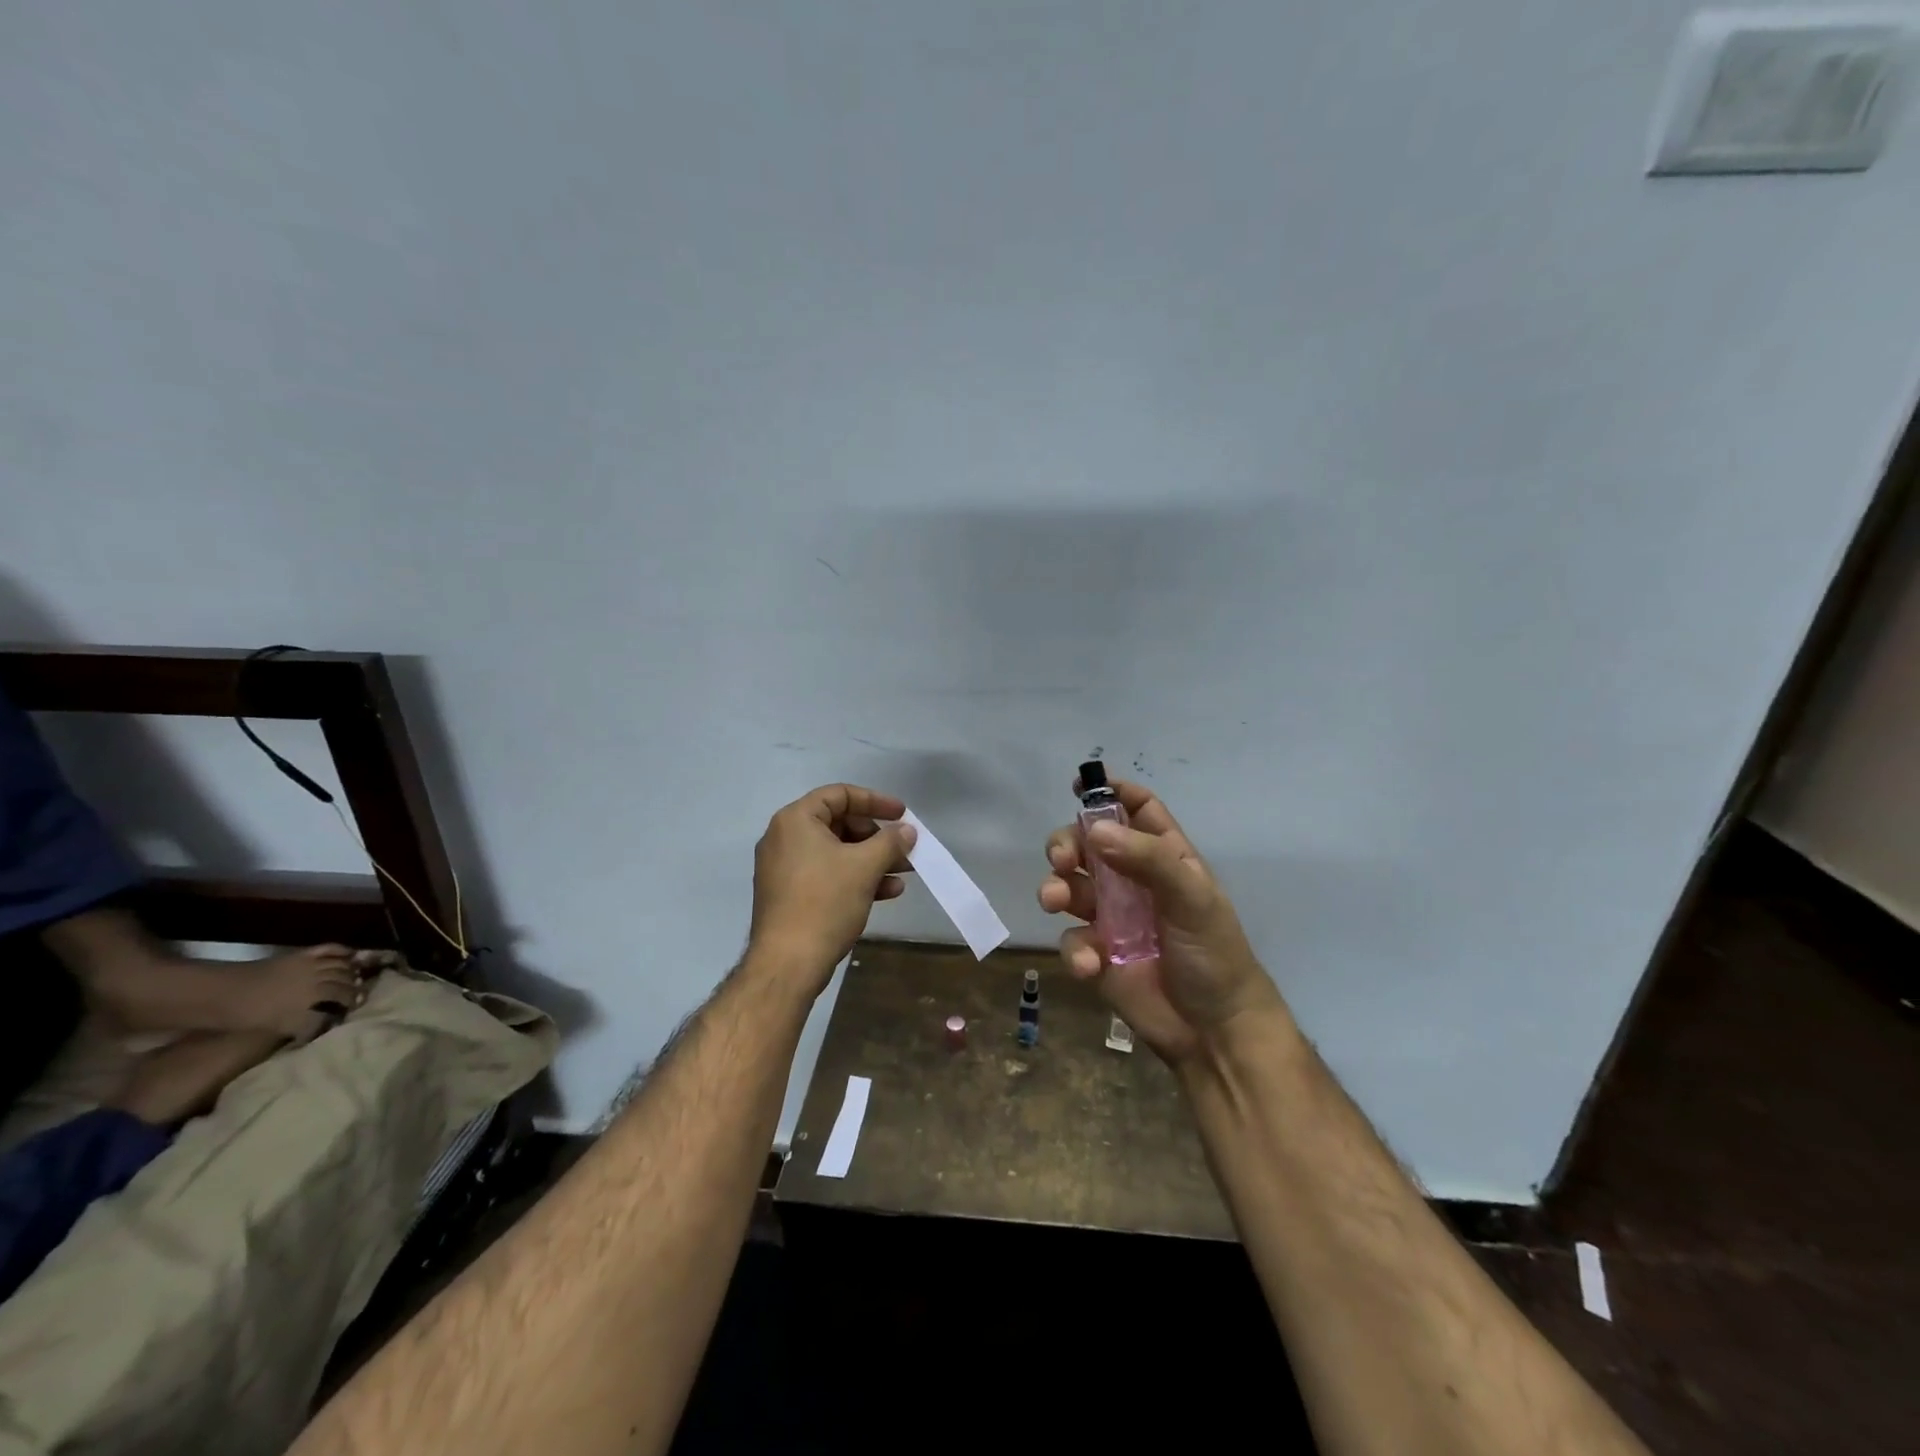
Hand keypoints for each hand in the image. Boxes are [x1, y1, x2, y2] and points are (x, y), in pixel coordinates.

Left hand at [237, 944, 394, 1043]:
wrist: (218, 994)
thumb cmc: (244, 1016)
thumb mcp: (275, 1027)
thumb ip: (305, 1025)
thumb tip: (327, 1024)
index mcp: (310, 1001)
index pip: (341, 1002)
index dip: (349, 1007)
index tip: (355, 1011)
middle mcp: (316, 981)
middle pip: (345, 983)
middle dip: (355, 990)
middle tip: (362, 996)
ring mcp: (310, 965)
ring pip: (342, 966)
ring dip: (352, 972)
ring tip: (358, 978)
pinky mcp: (301, 955)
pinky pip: (330, 949)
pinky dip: (343, 951)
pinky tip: (351, 954)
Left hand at [748, 783, 915, 993]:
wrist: (788, 963)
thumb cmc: (825, 902)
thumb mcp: (864, 866)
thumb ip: (890, 841)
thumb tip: (907, 831)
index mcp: (796, 821)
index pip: (840, 795)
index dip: (875, 801)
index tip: (902, 814)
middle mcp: (785, 838)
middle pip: (839, 824)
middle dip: (877, 837)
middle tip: (904, 849)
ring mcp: (784, 868)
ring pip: (836, 853)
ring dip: (872, 860)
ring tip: (905, 872)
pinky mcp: (789, 895)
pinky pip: (827, 875)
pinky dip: (855, 878)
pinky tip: (887, 892)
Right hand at [1037, 779, 1284, 1063]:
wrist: (1214, 1032)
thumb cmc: (1213, 954)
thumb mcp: (1192, 898)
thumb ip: (1147, 859)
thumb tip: (1094, 830)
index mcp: (1165, 858)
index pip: (1138, 810)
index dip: (1111, 792)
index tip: (1081, 783)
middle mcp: (1133, 881)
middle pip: (1089, 844)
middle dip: (1067, 844)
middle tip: (1061, 859)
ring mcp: (1112, 918)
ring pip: (1069, 887)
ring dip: (1057, 888)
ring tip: (1056, 900)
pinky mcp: (1097, 955)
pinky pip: (1072, 939)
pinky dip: (1075, 949)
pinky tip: (1091, 964)